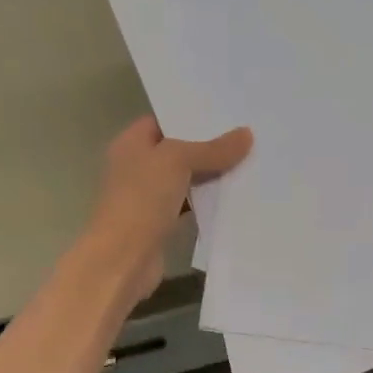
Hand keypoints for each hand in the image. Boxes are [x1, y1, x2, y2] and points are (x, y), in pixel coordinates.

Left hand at [86, 116, 252, 304]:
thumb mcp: (178, 162)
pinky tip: (236, 195)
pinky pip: (190, 204)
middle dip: (209, 145)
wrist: (122, 259)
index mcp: (131, 143)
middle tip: (247, 135)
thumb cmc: (141, 200)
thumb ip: (212, 148)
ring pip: (186, 178)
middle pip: (178, 150)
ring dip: (212, 175)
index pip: (164, 121)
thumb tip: (247, 134)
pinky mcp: (161, 223)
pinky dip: (208, 201)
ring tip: (250, 161)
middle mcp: (137, 166)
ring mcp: (148, 197)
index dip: (192, 116)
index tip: (228, 113)